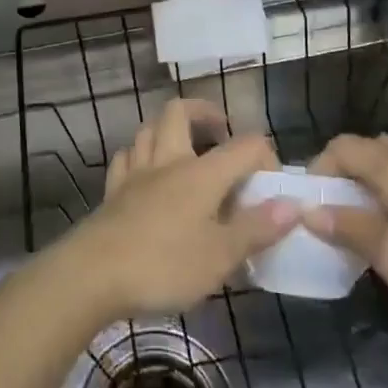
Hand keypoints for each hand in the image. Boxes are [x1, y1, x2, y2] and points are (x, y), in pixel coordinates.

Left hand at [61, 99, 297, 322]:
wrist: (93, 275)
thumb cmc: (164, 264)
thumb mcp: (221, 256)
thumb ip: (257, 228)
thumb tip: (294, 204)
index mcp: (201, 173)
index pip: (244, 145)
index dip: (265, 158)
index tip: (272, 189)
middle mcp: (168, 161)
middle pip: (180, 112)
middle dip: (204, 113)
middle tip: (221, 133)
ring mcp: (135, 173)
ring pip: (149, 129)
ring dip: (169, 131)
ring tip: (185, 151)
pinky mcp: (112, 191)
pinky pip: (127, 158)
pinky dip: (140, 156)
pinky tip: (146, 172)